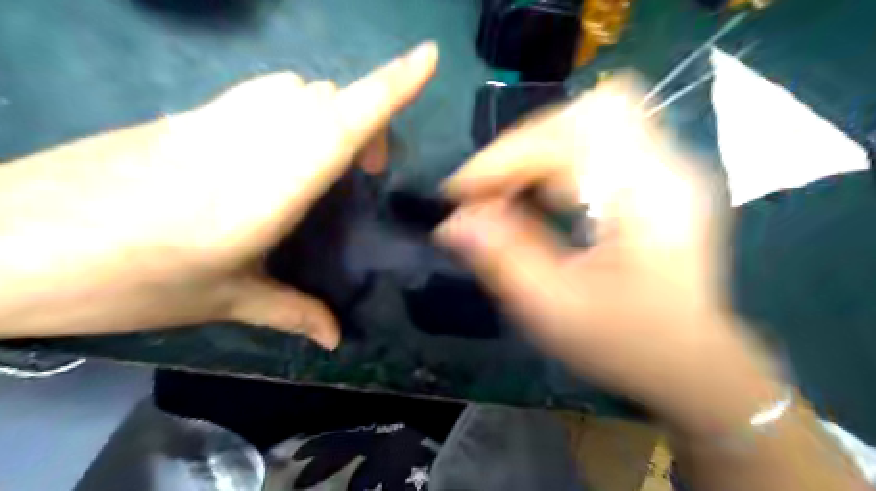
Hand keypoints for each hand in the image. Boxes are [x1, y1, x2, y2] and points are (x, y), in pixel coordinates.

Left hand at [0, 42, 436, 348]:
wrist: (6, 244)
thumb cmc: (128, 279)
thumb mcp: (223, 301)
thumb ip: (291, 312)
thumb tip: (336, 338)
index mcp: (270, 186)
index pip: (344, 119)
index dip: (391, 86)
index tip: (428, 58)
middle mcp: (251, 138)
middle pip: (327, 97)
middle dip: (365, 119)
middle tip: (366, 173)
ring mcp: (215, 118)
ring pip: (296, 88)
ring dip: (328, 113)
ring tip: (327, 163)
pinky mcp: (188, 115)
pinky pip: (262, 94)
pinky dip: (292, 111)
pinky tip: (279, 153)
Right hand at [435, 76, 770, 420]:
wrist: (690, 362)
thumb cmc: (628, 344)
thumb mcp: (555, 311)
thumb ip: (502, 260)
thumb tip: (451, 222)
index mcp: (650, 197)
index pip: (568, 139)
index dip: (504, 158)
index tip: (460, 192)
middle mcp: (667, 165)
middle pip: (585, 111)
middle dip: (522, 145)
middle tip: (487, 189)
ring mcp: (667, 165)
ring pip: (592, 116)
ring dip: (537, 147)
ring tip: (507, 190)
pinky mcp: (656, 176)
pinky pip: (600, 138)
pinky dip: (556, 156)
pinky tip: (539, 193)